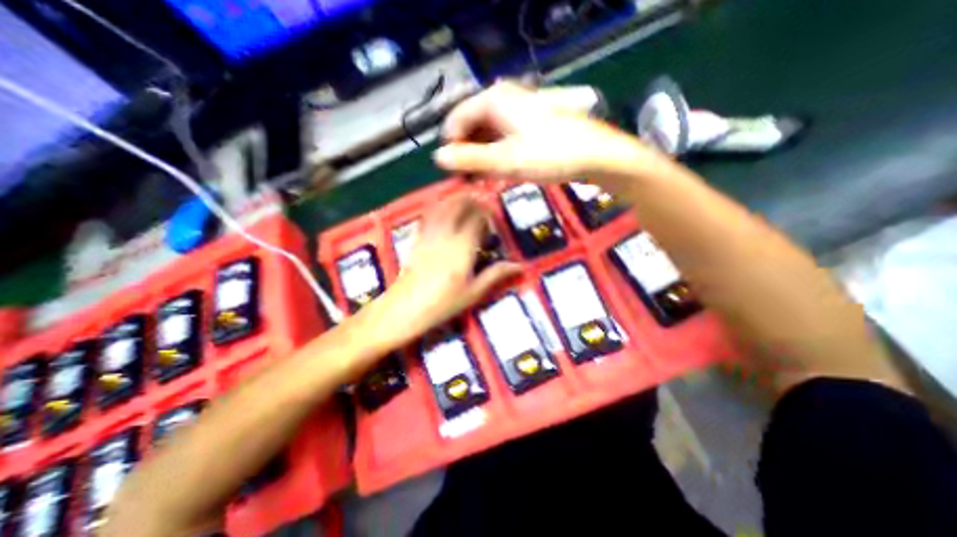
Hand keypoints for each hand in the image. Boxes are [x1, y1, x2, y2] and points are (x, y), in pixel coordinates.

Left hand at [376, 194, 521, 344]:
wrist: (405, 308)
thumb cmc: (443, 303)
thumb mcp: (474, 292)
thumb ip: (496, 275)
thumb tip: (519, 266)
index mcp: (463, 247)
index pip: (477, 219)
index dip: (486, 212)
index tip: (492, 214)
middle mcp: (446, 235)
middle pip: (459, 206)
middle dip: (471, 200)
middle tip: (479, 202)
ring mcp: (429, 236)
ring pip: (442, 207)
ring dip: (453, 200)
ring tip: (462, 200)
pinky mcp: (417, 240)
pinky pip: (427, 217)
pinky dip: (436, 208)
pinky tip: (439, 209)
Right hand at [433, 79, 657, 185]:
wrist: (594, 155)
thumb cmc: (549, 155)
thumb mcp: (505, 161)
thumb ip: (470, 159)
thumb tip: (438, 158)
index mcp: (493, 100)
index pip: (456, 120)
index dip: (452, 148)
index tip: (456, 174)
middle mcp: (503, 98)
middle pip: (471, 126)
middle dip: (467, 153)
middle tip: (471, 180)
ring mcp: (517, 109)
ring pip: (487, 132)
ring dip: (481, 156)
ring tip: (485, 179)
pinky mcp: (528, 122)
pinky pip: (502, 136)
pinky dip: (496, 154)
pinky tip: (500, 170)